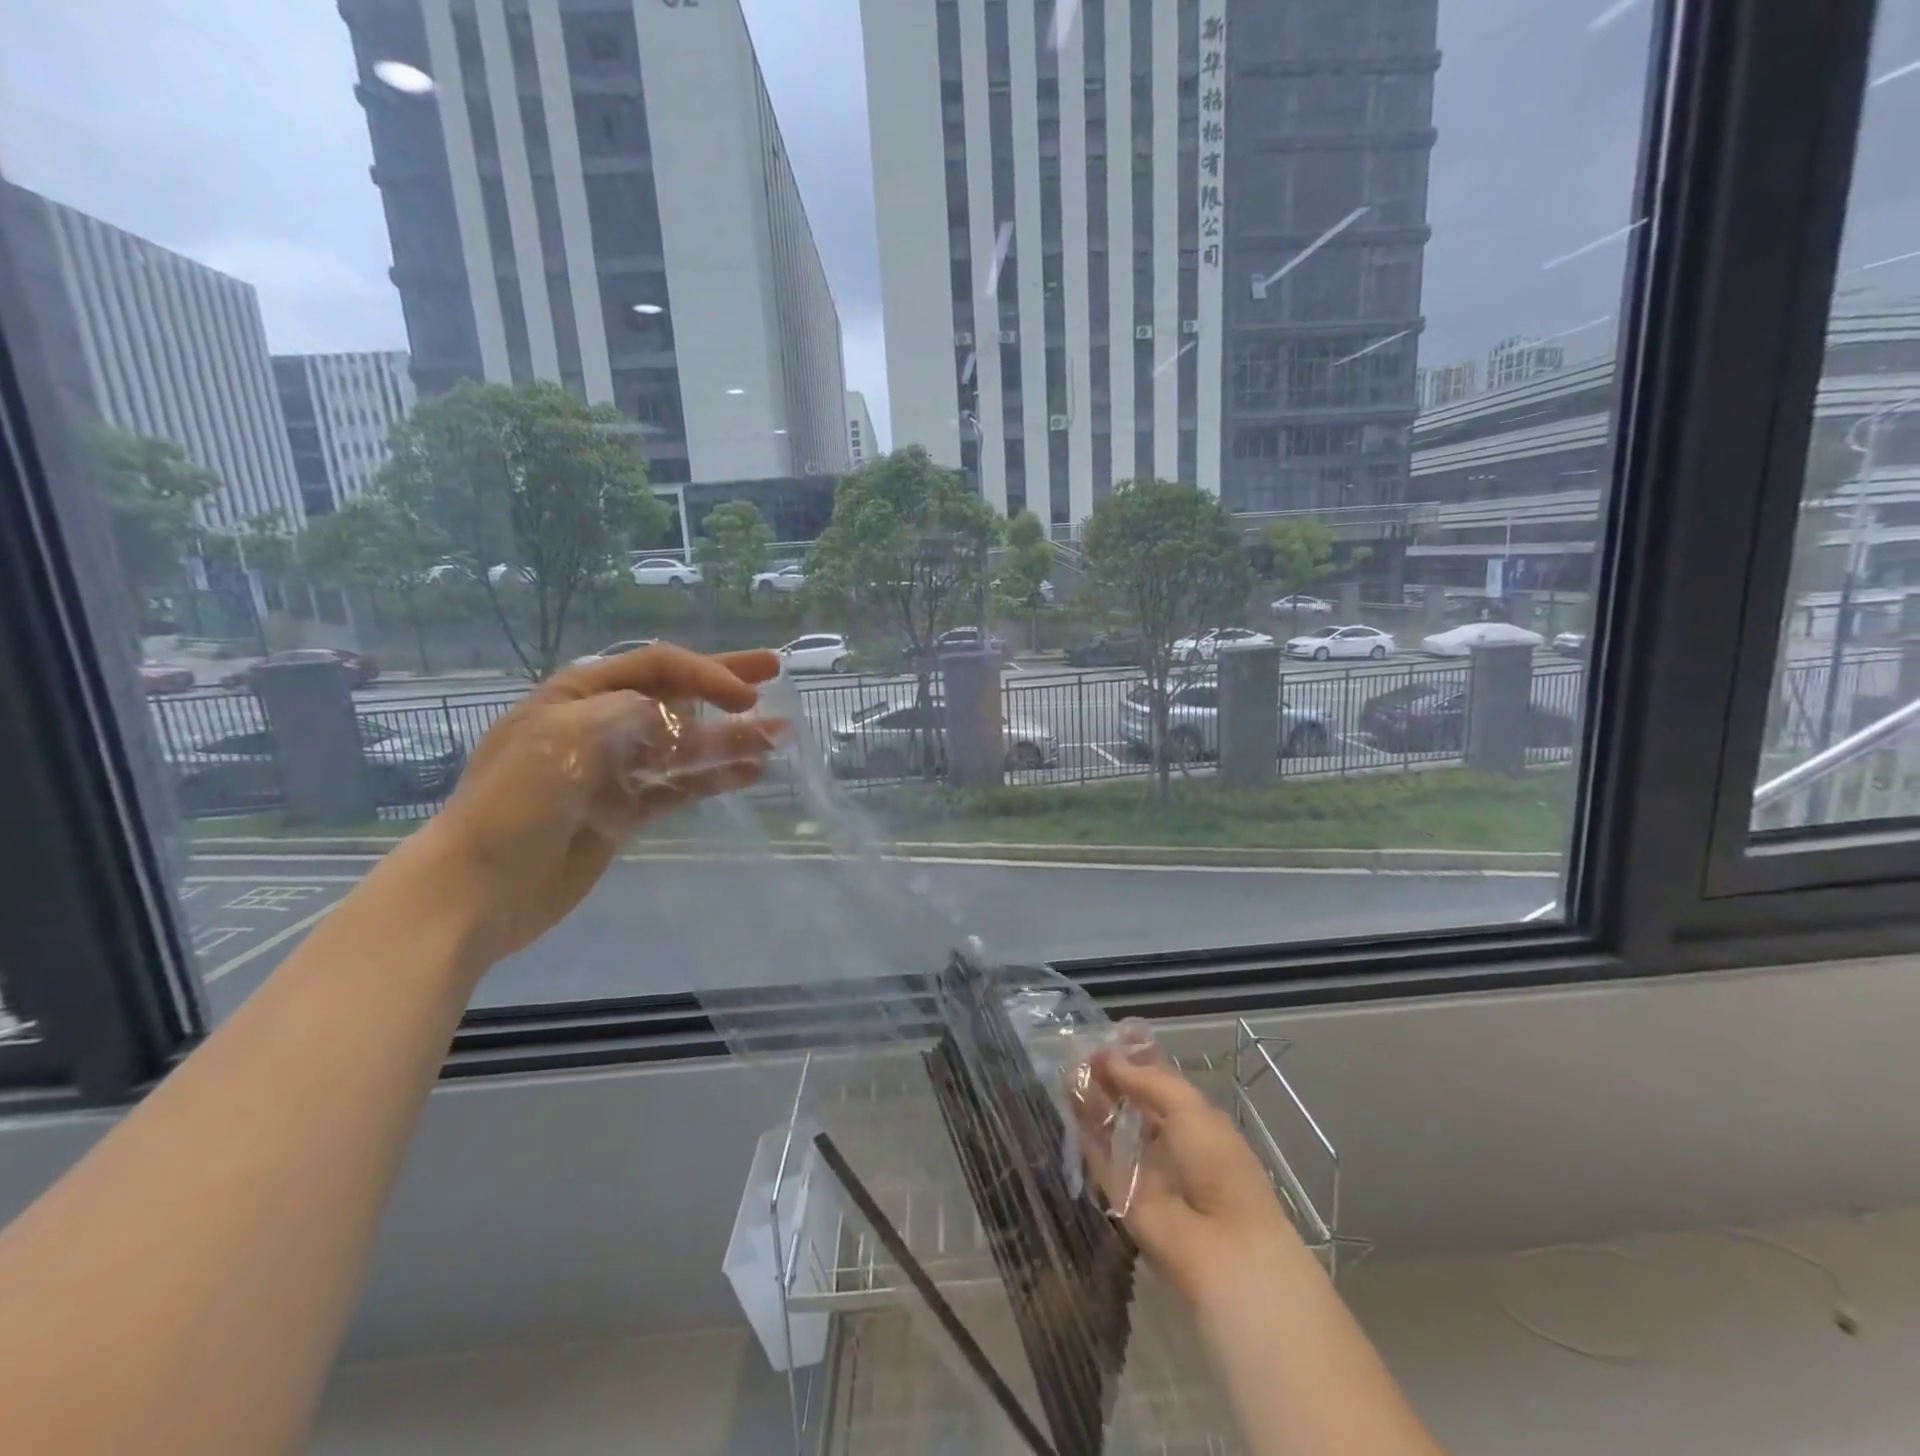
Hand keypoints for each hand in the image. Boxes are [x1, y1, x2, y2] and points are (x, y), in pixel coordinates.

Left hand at [422, 644, 784, 960]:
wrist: (478, 888)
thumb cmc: (516, 800)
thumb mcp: (570, 736)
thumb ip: (632, 714)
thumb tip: (674, 718)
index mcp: (578, 694)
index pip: (656, 667)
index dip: (706, 672)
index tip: (747, 694)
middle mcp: (601, 724)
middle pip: (675, 695)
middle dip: (725, 684)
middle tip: (775, 670)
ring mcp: (615, 770)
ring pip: (685, 745)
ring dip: (731, 737)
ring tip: (780, 735)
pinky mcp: (625, 812)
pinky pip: (678, 787)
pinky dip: (713, 778)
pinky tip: (750, 773)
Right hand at [1075, 1049, 1299, 1308]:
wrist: (1223, 1247)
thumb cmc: (1219, 1165)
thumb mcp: (1189, 1108)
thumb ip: (1146, 1080)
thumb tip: (1108, 1058)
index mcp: (1193, 1119)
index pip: (1158, 1081)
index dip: (1136, 1057)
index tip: (1110, 1035)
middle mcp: (1167, 1141)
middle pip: (1131, 1102)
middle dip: (1110, 1077)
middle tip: (1082, 1053)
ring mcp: (1142, 1168)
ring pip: (1111, 1126)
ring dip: (1093, 1099)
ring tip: (1069, 1070)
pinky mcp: (1119, 1194)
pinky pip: (1098, 1156)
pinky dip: (1084, 1129)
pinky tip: (1069, 1100)